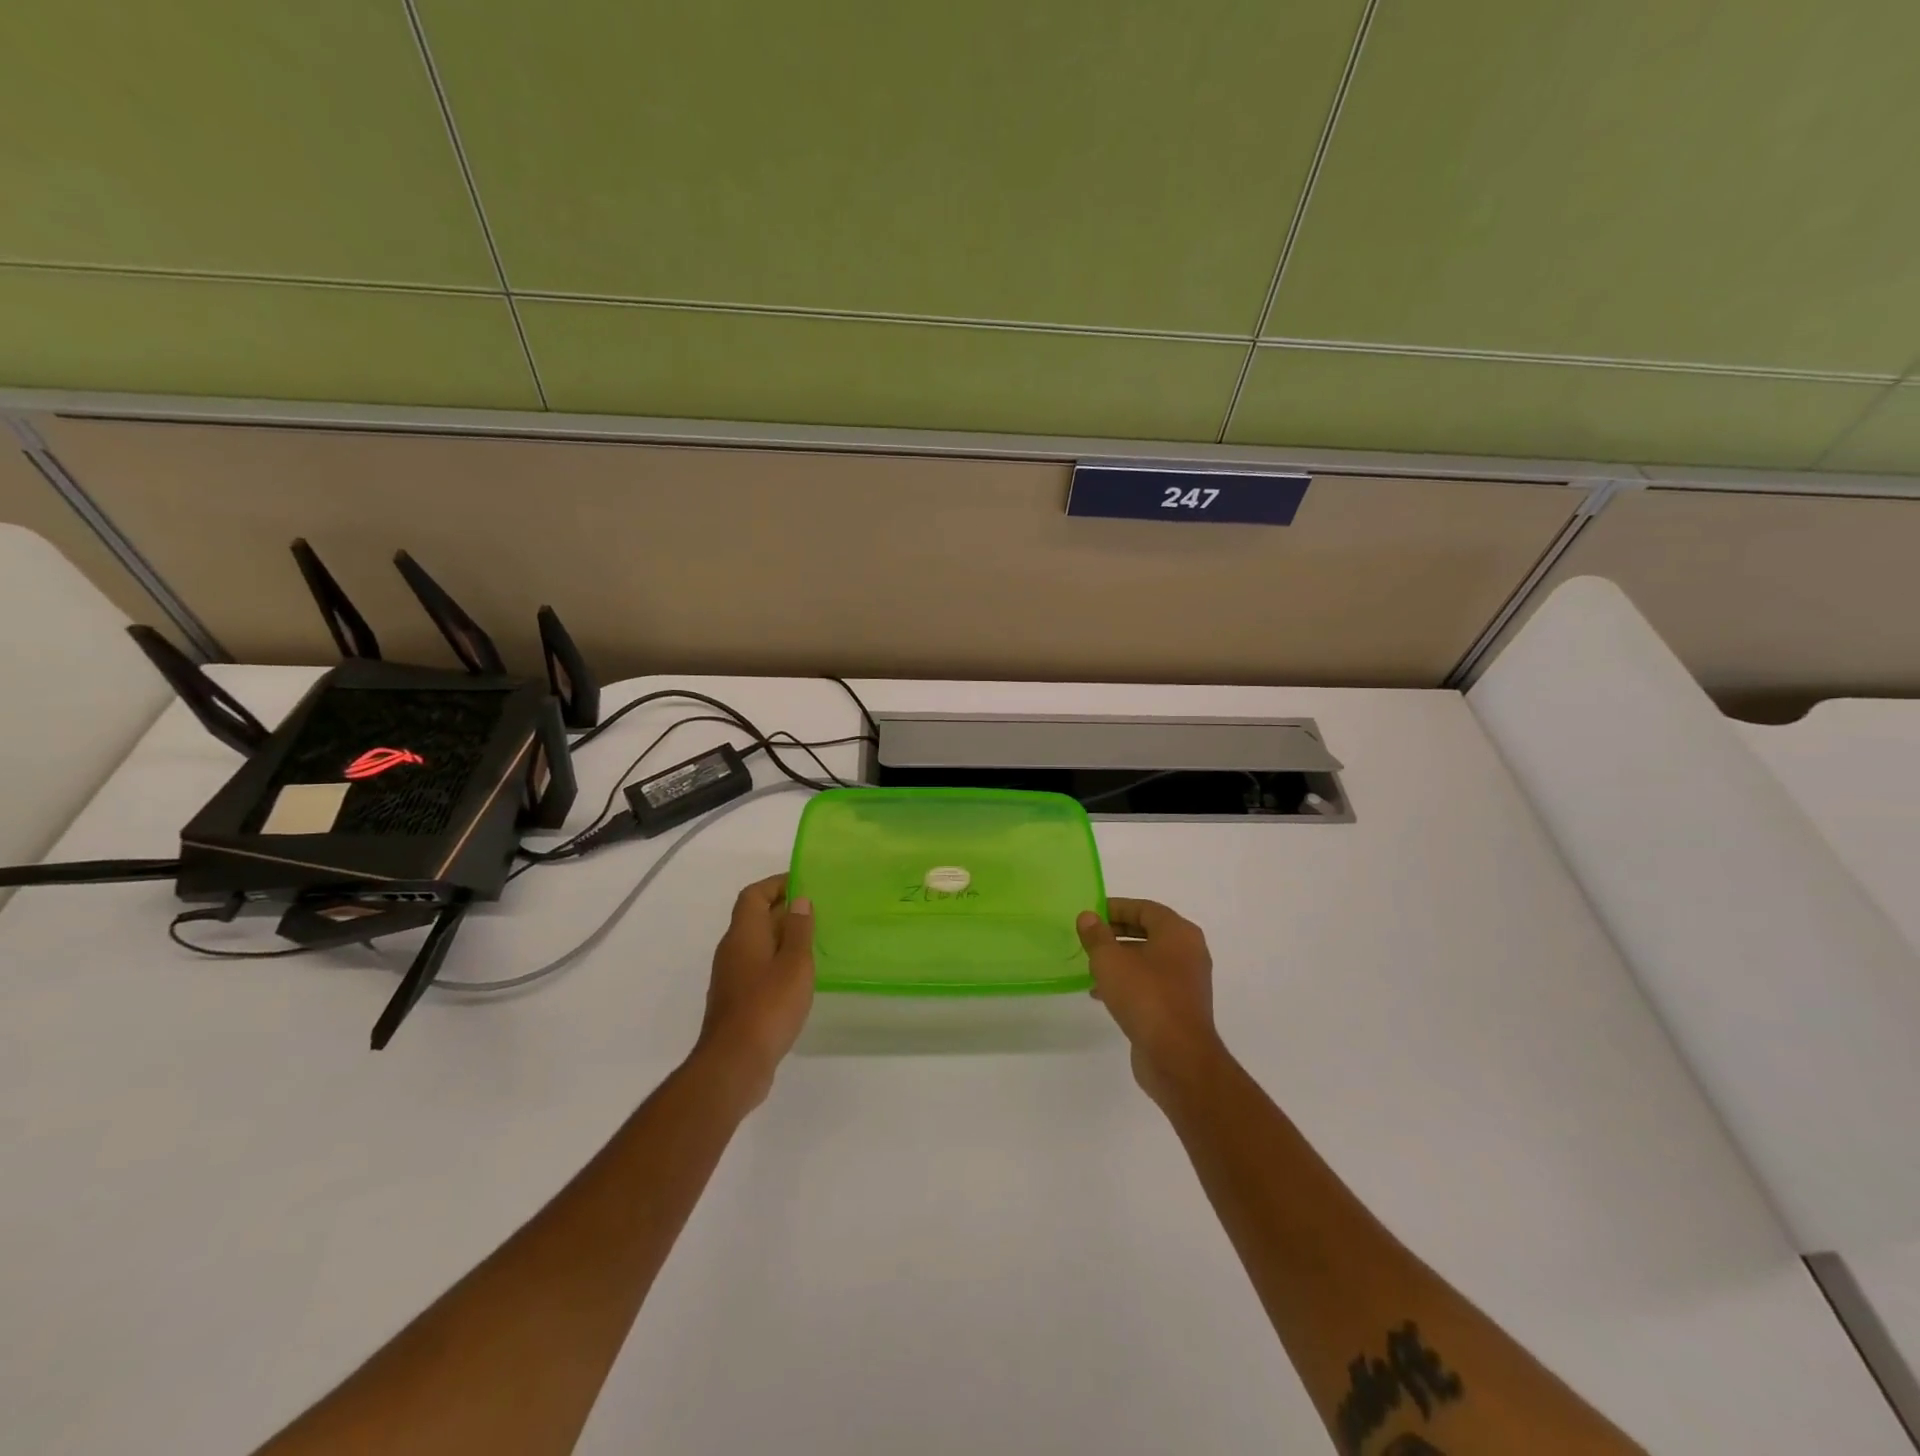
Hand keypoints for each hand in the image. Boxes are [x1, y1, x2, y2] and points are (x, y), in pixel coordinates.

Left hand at [695, 875, 814, 1105]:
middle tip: (817, 910)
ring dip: (781, 937)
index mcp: (743, 934)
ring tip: (813, 940)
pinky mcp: (736, 1000)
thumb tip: (799, 900)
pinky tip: (798, 976)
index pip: (754, 895)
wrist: (734, 1063)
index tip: (804, 882)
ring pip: (756, 944)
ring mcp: (731, 977)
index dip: (776, 884)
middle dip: (783, 909)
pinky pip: (757, 967)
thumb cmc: (768, 1006)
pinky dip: (776, 961)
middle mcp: (732, 950)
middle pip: (754, 917)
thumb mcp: (794, 964)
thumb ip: (798, 930)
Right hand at [1077, 898, 1224, 1105]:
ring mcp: (1187, 982)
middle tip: (1089, 939)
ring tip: (1090, 967)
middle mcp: (1188, 952)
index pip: (1145, 908)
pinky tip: (1101, 994)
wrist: (1178, 1057)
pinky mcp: (1180, 1007)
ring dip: (1120, 960)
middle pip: (1148, 932)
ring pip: (1148, 960)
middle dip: (1116, 934)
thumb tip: (1088, 917)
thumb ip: (1096, 935)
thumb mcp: (1110, 960)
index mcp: (1178, 932)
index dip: (1116, 908)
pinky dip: (1128, 982)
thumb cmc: (1145, 997)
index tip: (1091, 914)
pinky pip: (1151, 984)